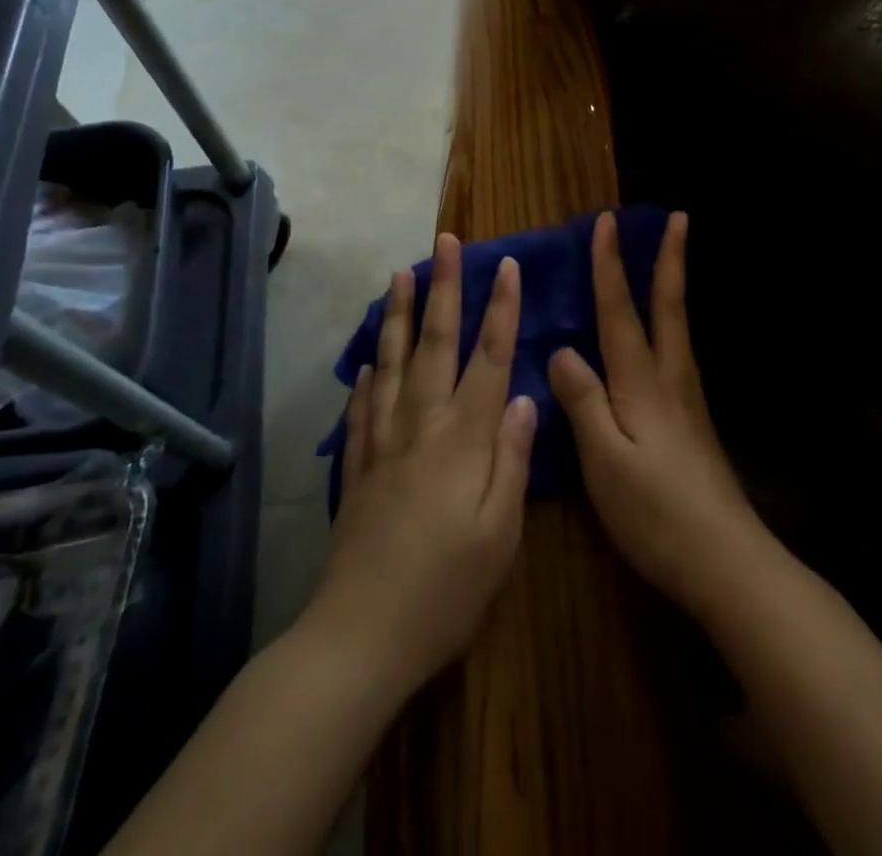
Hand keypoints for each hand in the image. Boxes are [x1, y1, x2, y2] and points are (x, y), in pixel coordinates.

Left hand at [306, 235, 537, 698]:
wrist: (361, 636)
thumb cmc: (446, 589)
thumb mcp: (500, 533)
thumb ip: (513, 460)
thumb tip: (524, 399)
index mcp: (463, 438)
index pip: (488, 357)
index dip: (501, 309)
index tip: (506, 266)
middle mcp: (421, 425)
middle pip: (435, 343)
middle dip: (443, 289)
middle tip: (444, 244)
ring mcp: (382, 443)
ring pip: (392, 364)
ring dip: (397, 316)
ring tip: (398, 275)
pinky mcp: (357, 469)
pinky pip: (361, 410)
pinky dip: (366, 379)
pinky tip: (367, 363)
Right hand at [549, 211, 760, 616]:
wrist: (726, 561)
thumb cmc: (657, 513)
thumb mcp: (606, 461)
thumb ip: (584, 402)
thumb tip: (562, 349)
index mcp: (642, 382)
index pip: (620, 311)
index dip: (611, 266)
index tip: (607, 222)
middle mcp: (669, 379)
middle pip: (667, 307)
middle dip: (669, 260)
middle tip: (678, 219)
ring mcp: (687, 399)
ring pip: (676, 327)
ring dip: (672, 285)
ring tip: (669, 260)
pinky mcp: (693, 421)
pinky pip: (676, 352)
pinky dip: (670, 321)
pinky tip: (663, 335)